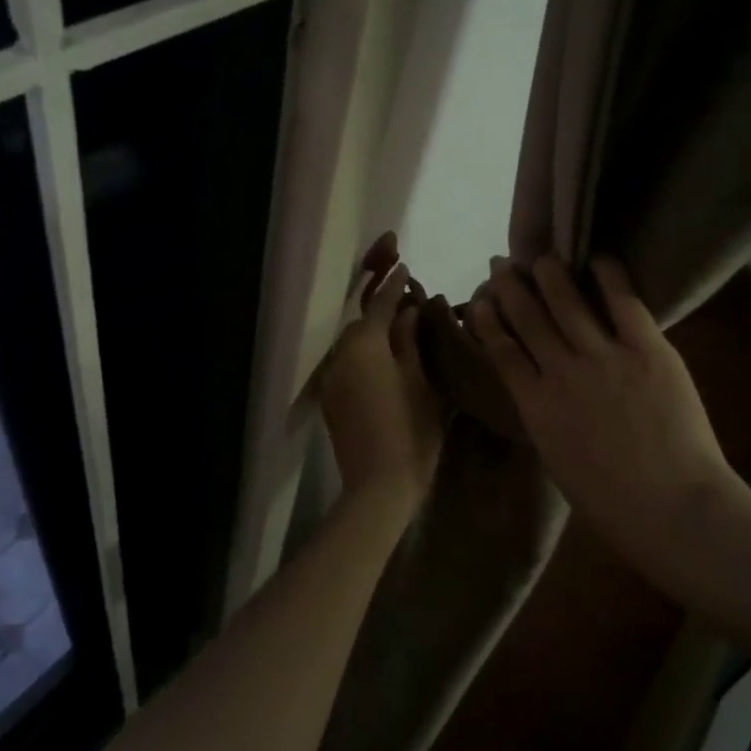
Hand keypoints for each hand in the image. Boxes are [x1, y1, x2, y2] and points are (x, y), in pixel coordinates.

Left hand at [320, 235, 445, 504]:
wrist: (379, 485)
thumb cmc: (412, 430)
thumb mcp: (421, 381)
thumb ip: (411, 341)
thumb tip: (409, 311)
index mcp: (366, 344)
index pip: (380, 304)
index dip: (393, 284)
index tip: (403, 265)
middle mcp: (341, 354)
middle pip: (361, 323)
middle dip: (380, 309)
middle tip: (405, 303)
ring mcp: (331, 378)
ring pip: (352, 345)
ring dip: (371, 336)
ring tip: (397, 335)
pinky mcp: (330, 400)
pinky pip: (346, 365)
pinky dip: (363, 357)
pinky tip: (382, 365)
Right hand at [466, 256, 738, 526]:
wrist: (672, 508)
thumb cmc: (611, 502)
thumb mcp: (558, 460)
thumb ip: (545, 418)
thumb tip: (541, 390)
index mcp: (535, 406)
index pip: (502, 351)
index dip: (488, 322)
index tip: (481, 302)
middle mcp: (561, 372)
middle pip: (528, 318)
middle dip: (511, 288)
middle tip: (503, 265)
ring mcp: (604, 357)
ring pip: (567, 303)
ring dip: (551, 275)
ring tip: (543, 256)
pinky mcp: (647, 349)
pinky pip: (623, 303)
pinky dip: (609, 277)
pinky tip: (598, 259)